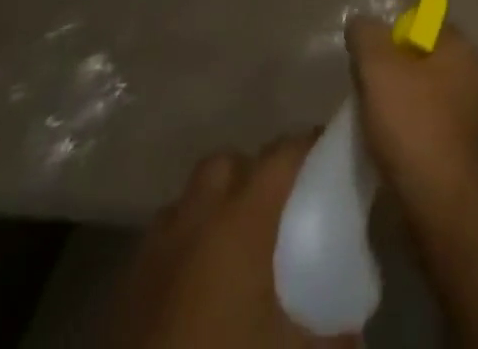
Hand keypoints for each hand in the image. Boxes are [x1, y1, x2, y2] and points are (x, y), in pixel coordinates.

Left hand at [117, 136, 353, 348]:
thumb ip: (334, 334)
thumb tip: (356, 331)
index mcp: (241, 219)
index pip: (282, 153)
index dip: (308, 147)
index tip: (328, 155)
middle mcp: (195, 219)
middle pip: (225, 164)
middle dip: (251, 173)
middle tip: (277, 207)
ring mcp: (152, 253)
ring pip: (186, 203)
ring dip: (211, 210)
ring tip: (234, 248)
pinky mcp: (121, 293)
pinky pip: (159, 247)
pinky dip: (181, 250)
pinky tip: (196, 288)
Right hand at [344, 16, 477, 212]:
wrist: (439, 202)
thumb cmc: (412, 123)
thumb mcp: (377, 67)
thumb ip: (366, 35)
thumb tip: (360, 23)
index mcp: (462, 48)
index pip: (425, 24)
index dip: (393, 35)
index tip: (370, 58)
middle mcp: (474, 74)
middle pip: (424, 59)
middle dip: (394, 70)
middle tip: (366, 89)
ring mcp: (473, 115)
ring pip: (426, 95)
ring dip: (401, 103)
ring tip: (373, 120)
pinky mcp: (464, 150)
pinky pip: (430, 126)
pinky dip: (410, 131)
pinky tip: (390, 146)